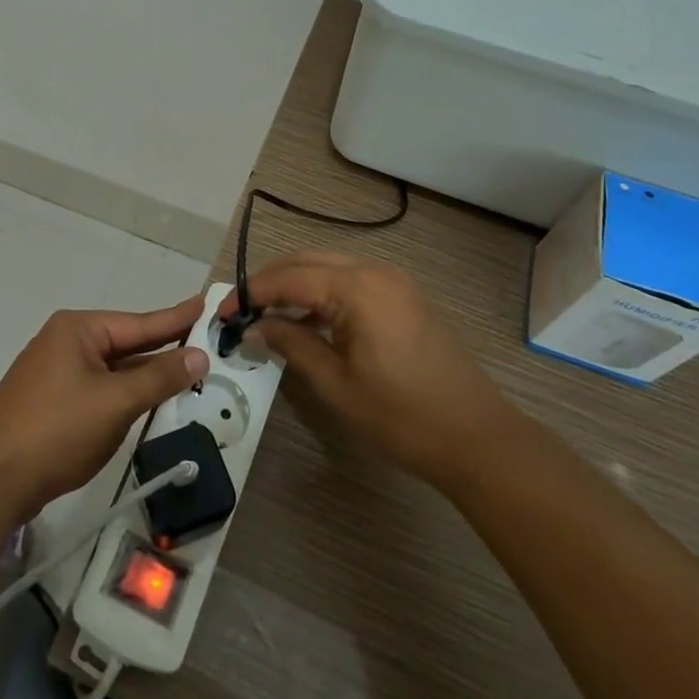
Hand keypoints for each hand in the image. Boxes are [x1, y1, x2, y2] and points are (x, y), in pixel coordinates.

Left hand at [0, 299, 209, 522]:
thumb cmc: (58, 429)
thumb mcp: (116, 402)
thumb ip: (159, 377)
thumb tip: (198, 355)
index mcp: (77, 330)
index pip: (138, 323)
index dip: (175, 318)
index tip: (203, 304)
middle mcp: (64, 343)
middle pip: (124, 343)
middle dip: (162, 346)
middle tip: (201, 338)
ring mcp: (53, 373)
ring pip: (111, 369)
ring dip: (144, 374)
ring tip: (183, 368)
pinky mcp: (50, 402)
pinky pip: (97, 388)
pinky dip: (123, 392)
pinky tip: (144, 399)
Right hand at [223, 253, 509, 484]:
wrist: (477, 437)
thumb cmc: (401, 415)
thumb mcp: (335, 384)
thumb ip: (290, 344)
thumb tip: (254, 327)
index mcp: (357, 287)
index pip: (288, 277)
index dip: (250, 293)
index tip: (221, 313)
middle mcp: (375, 270)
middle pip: (307, 261)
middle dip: (269, 282)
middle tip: (240, 311)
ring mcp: (394, 281)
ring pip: (329, 267)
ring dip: (295, 284)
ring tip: (267, 315)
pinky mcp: (405, 296)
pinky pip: (351, 280)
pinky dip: (322, 292)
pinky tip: (308, 320)